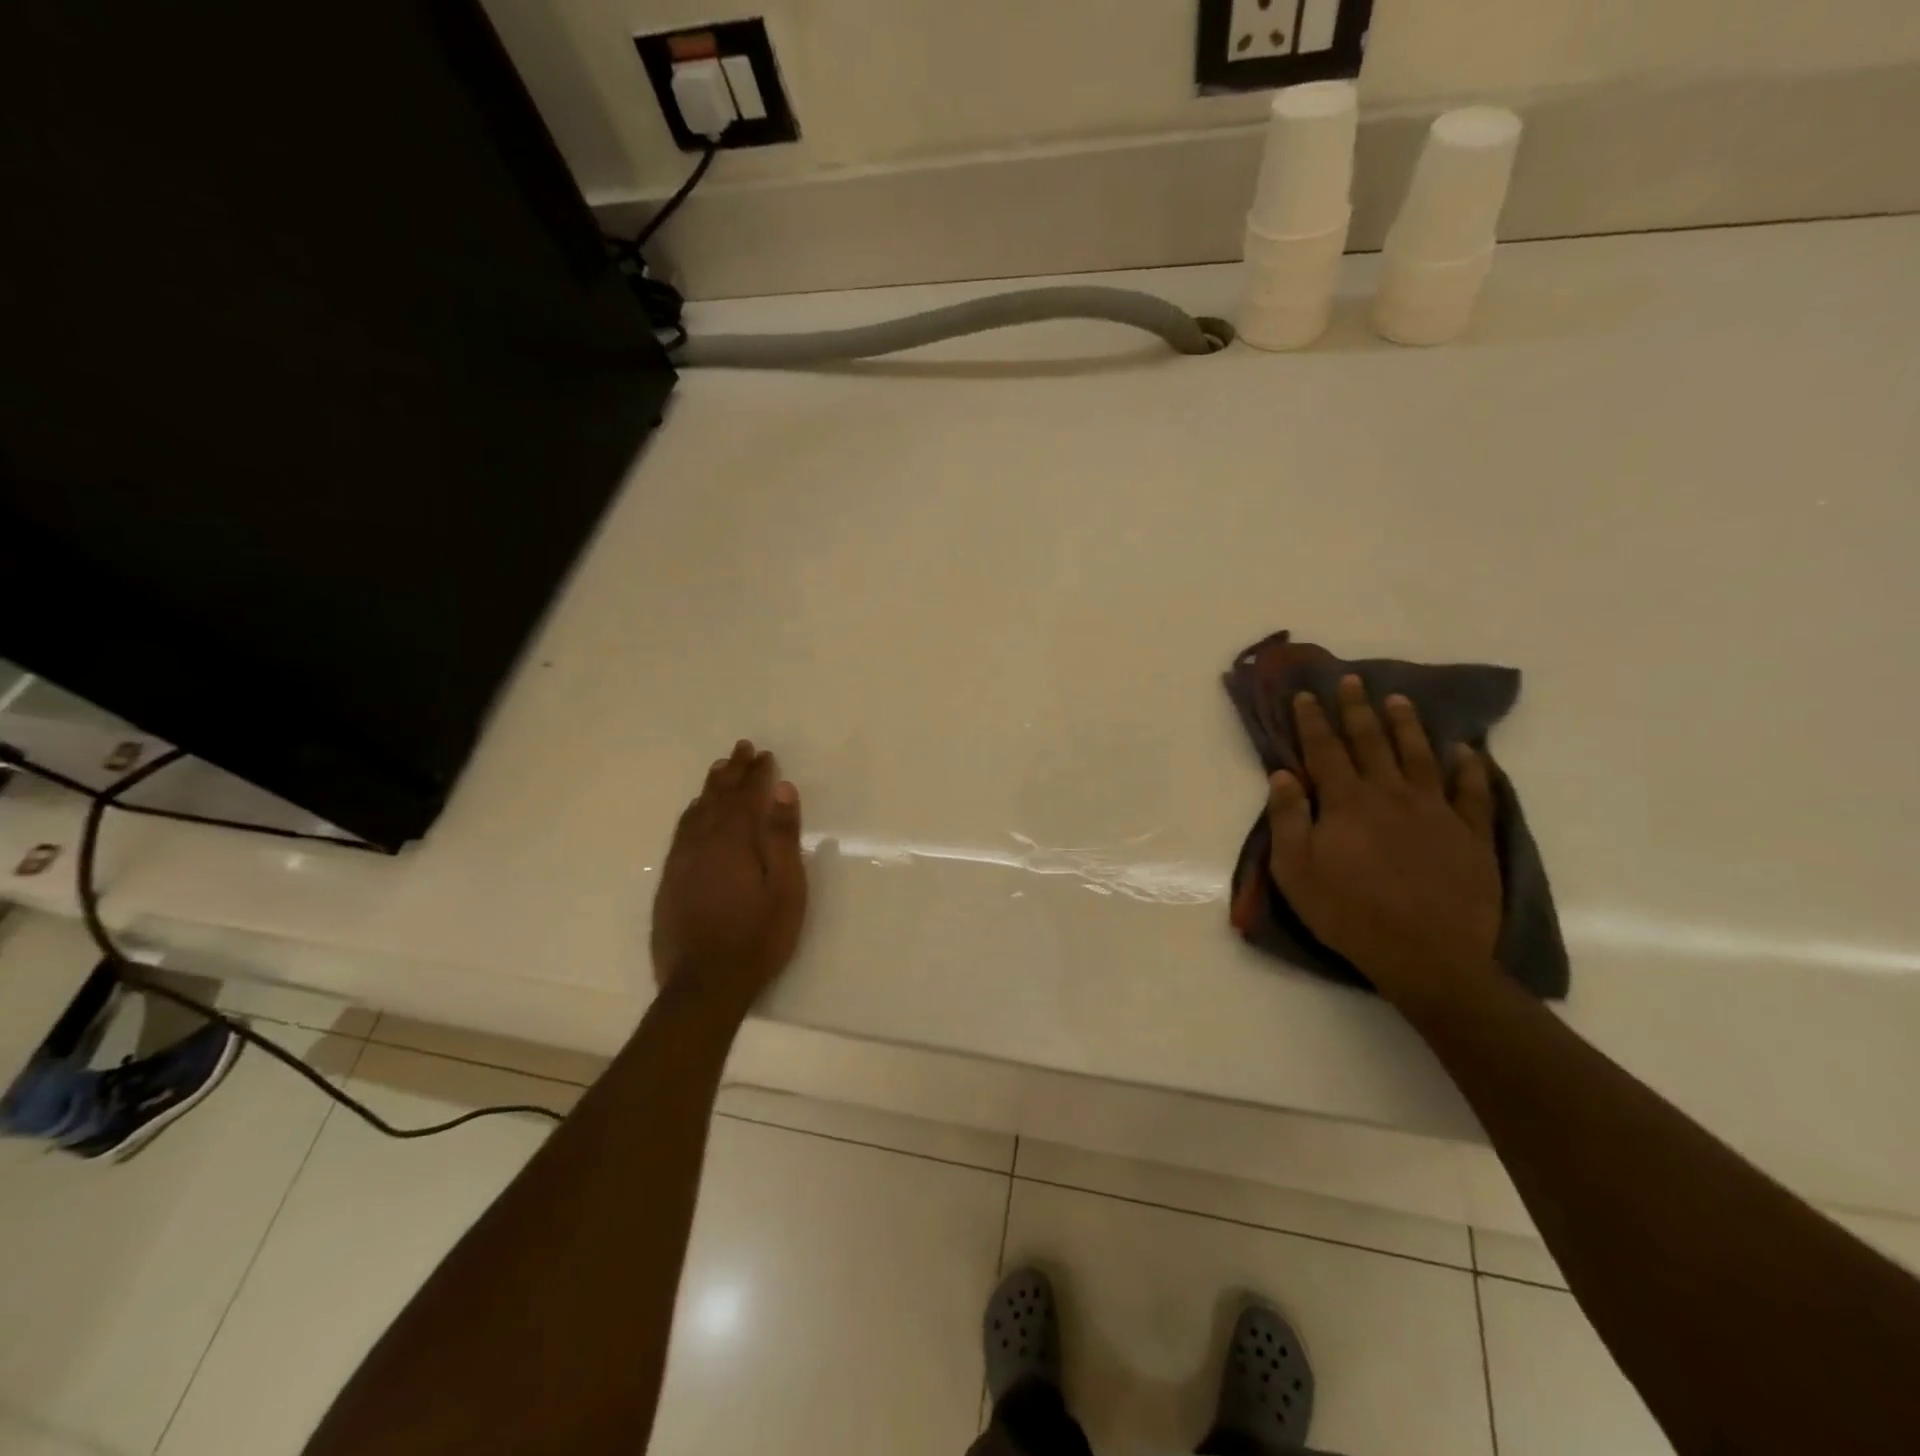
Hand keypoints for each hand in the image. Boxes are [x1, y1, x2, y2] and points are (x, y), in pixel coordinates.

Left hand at [651, 740, 807, 1010]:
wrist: (703, 984)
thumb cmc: (757, 937)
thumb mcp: (785, 888)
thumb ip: (782, 838)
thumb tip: (782, 790)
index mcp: (735, 840)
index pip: (747, 795)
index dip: (757, 773)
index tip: (765, 755)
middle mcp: (703, 842)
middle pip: (718, 796)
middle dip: (732, 771)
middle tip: (741, 748)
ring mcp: (682, 861)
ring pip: (696, 812)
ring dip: (710, 788)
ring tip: (718, 769)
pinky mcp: (670, 880)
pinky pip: (681, 832)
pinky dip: (692, 813)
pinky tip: (695, 814)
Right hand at [1266, 676, 1501, 1000]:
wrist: (1427, 955)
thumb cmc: (1348, 912)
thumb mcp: (1295, 870)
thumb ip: (1288, 818)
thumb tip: (1282, 774)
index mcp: (1347, 802)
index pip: (1325, 750)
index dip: (1313, 720)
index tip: (1307, 694)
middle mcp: (1391, 794)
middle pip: (1372, 742)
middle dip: (1357, 709)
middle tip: (1352, 680)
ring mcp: (1437, 812)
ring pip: (1420, 756)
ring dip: (1407, 726)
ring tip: (1399, 701)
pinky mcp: (1471, 835)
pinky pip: (1474, 793)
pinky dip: (1471, 769)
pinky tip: (1467, 752)